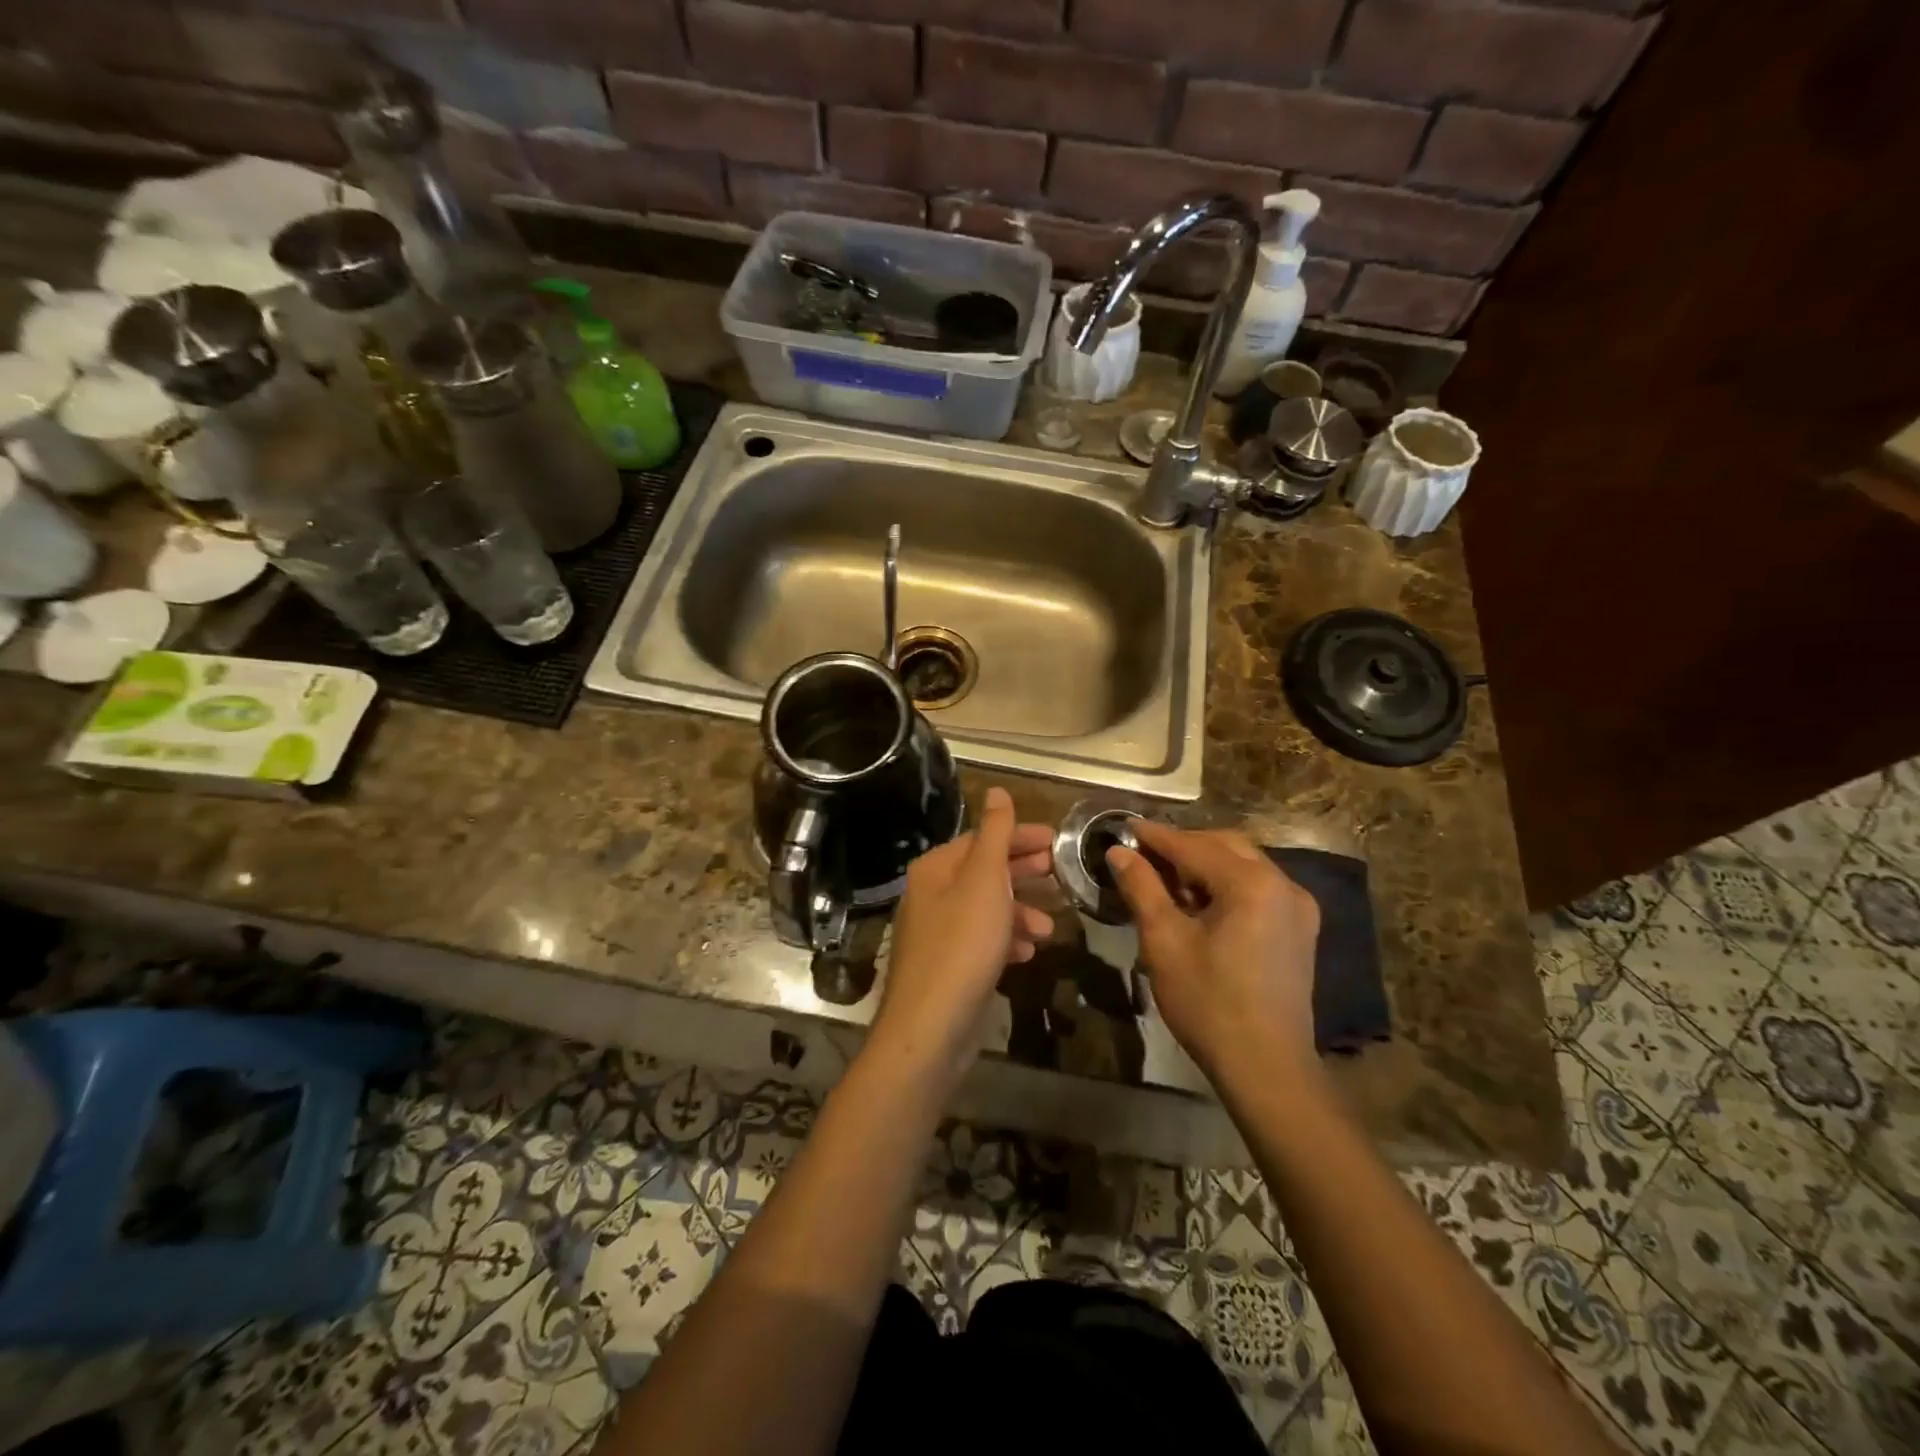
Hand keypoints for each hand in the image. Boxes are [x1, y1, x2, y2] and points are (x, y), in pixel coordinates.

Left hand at [866, 787, 1054, 1092]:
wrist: (930, 1028)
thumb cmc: (962, 945)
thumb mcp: (984, 880)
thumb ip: (995, 834)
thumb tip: (995, 790)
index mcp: (935, 869)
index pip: (982, 839)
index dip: (1019, 837)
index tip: (1056, 842)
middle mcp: (931, 895)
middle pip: (983, 872)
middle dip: (1022, 873)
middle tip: (1058, 875)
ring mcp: (937, 933)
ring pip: (985, 909)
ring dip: (1019, 912)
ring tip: (1049, 927)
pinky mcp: (947, 967)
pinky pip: (981, 941)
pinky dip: (1005, 941)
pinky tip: (1027, 953)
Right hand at [1107, 824, 1320, 1080]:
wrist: (1266, 1067)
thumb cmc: (1208, 1002)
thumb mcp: (1164, 942)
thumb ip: (1142, 888)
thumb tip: (1119, 852)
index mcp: (1251, 884)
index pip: (1193, 845)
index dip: (1155, 836)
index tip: (1125, 827)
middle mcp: (1283, 885)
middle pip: (1225, 846)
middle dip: (1183, 844)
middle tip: (1144, 854)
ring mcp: (1297, 907)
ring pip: (1244, 865)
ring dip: (1205, 863)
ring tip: (1167, 880)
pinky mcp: (1299, 929)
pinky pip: (1258, 888)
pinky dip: (1226, 884)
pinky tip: (1201, 903)